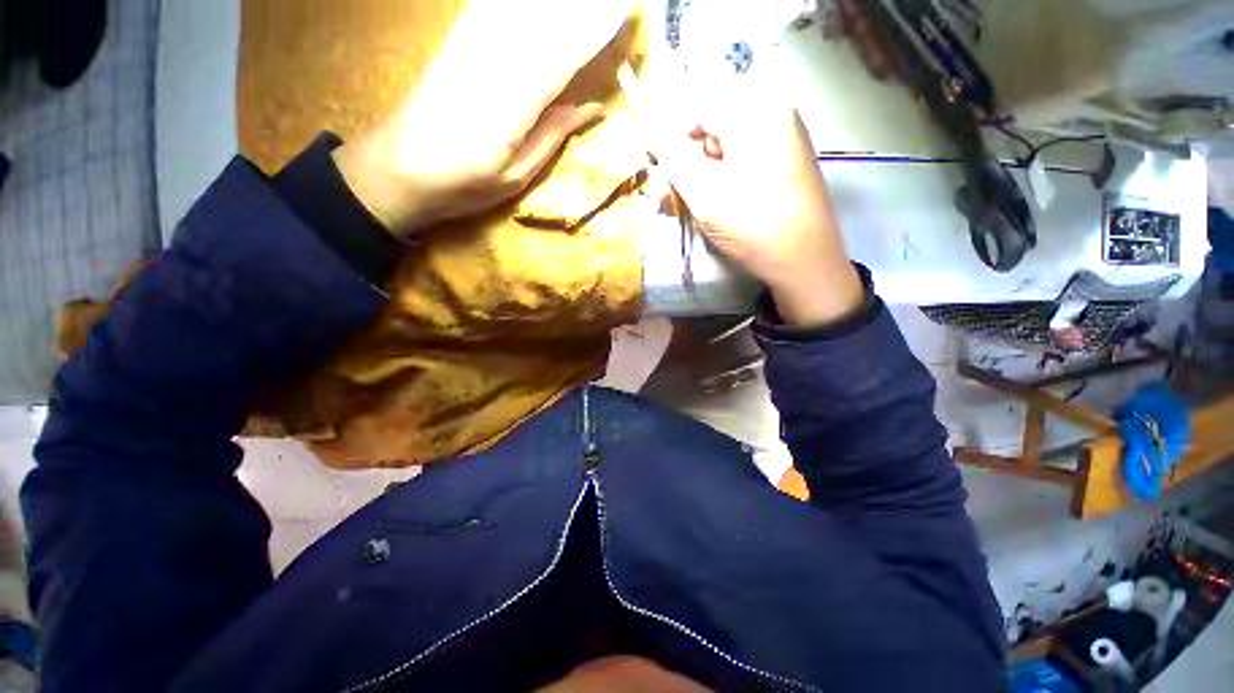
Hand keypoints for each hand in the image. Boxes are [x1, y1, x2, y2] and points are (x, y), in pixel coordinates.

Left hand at [333, 0, 631, 236]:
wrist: (395, 169)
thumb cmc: (462, 184)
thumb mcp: (515, 176)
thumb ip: (552, 135)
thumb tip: (591, 106)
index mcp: (511, 104)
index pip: (562, 54)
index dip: (594, 30)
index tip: (625, 13)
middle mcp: (491, 61)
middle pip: (543, 21)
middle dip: (579, 9)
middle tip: (615, 1)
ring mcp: (469, 45)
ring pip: (519, 9)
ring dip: (554, 7)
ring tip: (583, 5)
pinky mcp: (455, 40)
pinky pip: (492, 8)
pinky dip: (518, 7)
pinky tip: (533, 10)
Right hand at [651, 79, 863, 326]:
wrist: (805, 262)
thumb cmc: (754, 226)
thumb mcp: (705, 193)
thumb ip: (674, 159)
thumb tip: (654, 133)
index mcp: (758, 112)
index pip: (699, 105)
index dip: (672, 133)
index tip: (660, 166)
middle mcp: (776, 114)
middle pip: (715, 124)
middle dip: (691, 158)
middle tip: (679, 193)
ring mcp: (785, 139)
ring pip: (729, 145)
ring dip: (705, 171)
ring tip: (700, 204)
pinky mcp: (787, 163)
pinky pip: (745, 159)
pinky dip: (725, 178)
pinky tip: (721, 203)